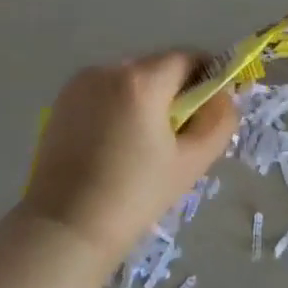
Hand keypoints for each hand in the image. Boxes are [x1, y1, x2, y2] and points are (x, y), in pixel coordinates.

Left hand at [23, 51, 239, 265]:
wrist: (65, 229)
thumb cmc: (134, 197)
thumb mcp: (191, 163)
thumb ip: (219, 122)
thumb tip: (224, 97)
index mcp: (142, 81)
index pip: (186, 58)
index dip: (206, 75)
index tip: (211, 103)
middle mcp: (109, 69)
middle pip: (156, 66)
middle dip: (174, 89)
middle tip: (180, 129)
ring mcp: (82, 82)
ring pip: (129, 78)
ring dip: (144, 96)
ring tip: (144, 139)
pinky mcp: (62, 99)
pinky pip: (103, 90)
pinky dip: (117, 104)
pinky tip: (116, 141)